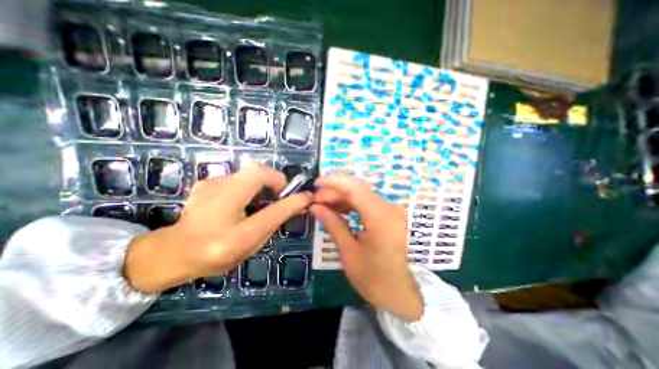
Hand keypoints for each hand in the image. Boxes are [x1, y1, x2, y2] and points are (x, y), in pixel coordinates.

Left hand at [125, 163, 313, 294]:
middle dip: (274, 182)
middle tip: (278, 200)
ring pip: (248, 174)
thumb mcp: (253, 238)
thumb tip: (303, 199)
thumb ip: (279, 216)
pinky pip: (238, 179)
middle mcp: (217, 188)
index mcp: (227, 205)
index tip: (290, 197)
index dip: (282, 183)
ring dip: (262, 186)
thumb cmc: (217, 252)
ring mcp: (210, 182)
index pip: (262, 178)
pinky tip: (241, 205)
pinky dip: (249, 188)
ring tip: (259, 206)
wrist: (174, 253)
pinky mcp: (207, 182)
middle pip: (256, 170)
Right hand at [311, 175, 421, 319]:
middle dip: (335, 191)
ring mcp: (392, 211)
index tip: (316, 183)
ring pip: (363, 194)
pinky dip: (352, 203)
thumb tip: (316, 207)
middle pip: (358, 189)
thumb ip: (333, 224)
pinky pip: (369, 202)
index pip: (355, 189)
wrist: (402, 294)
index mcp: (381, 218)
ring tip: (325, 205)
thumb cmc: (375, 279)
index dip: (334, 182)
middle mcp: (390, 209)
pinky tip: (340, 209)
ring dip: (342, 197)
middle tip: (317, 200)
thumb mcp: (349, 252)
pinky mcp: (391, 215)